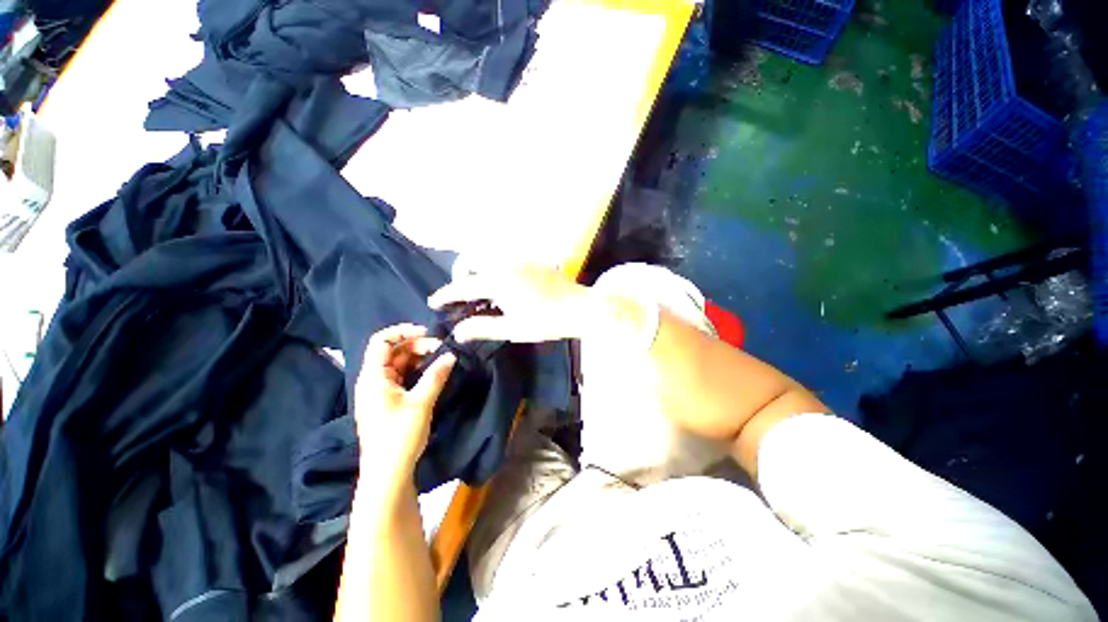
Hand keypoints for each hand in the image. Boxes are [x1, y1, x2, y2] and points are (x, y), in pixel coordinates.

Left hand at [354, 324, 455, 497]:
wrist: (388, 473)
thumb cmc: (399, 435)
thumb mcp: (421, 403)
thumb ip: (436, 376)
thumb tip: (451, 356)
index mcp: (373, 377)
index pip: (382, 341)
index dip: (403, 331)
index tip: (427, 332)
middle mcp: (374, 381)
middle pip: (394, 351)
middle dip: (418, 345)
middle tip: (442, 350)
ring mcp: (381, 392)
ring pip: (401, 364)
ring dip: (420, 358)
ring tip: (442, 360)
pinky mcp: (390, 401)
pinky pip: (404, 377)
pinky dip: (419, 371)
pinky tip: (434, 373)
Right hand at [428, 264, 595, 342]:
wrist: (581, 307)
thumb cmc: (547, 321)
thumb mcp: (513, 328)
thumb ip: (483, 328)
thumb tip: (458, 331)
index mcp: (498, 281)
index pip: (463, 286)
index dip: (446, 295)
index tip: (434, 302)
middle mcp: (506, 264)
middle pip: (472, 264)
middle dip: (462, 279)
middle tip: (465, 299)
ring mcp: (521, 260)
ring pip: (489, 261)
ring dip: (480, 274)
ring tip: (486, 297)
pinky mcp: (533, 262)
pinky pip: (506, 262)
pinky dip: (496, 272)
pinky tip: (507, 290)